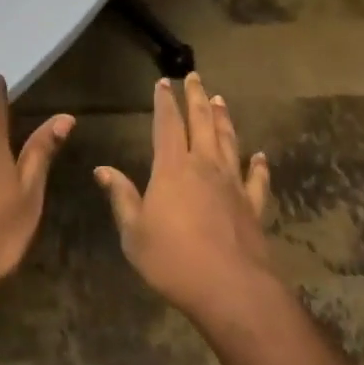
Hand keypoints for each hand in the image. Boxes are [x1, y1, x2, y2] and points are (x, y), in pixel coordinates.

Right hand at [95, 73, 275, 328]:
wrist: (229, 287)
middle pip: (202, 122)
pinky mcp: (253, 205)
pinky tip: (260, 156)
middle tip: (195, 77)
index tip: (163, 83)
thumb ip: (121, 197)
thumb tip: (102, 169)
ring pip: (229, 141)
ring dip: (224, 119)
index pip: (167, 125)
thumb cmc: (172, 260)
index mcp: (173, 168)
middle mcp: (205, 166)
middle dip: (196, 97)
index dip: (164, 102)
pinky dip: (259, 165)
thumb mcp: (134, 232)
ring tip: (221, 100)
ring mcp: (233, 184)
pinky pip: (257, 179)